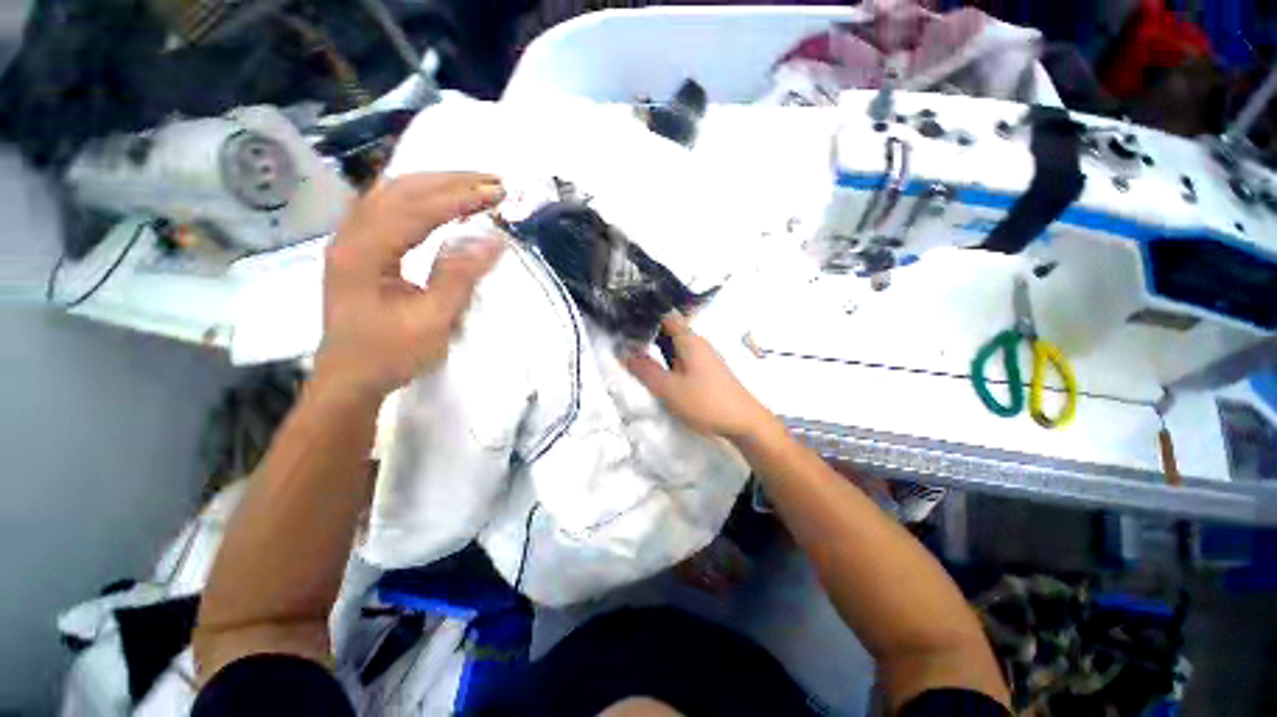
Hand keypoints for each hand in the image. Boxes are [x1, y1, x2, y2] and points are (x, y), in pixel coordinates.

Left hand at [314, 173, 504, 397]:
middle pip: (400, 189)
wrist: (349, 379)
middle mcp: (351, 236)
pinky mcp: (358, 249)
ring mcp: (351, 240)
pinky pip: (388, 207)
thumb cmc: (389, 355)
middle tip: (492, 181)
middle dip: (450, 180)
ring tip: (473, 185)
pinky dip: (419, 196)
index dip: (459, 197)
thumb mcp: (431, 322)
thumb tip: (493, 242)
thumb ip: (459, 278)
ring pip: (391, 193)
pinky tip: (438, 199)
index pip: (416, 209)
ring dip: (434, 183)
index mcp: (364, 252)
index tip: (496, 193)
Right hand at [624, 312, 779, 441]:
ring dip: (656, 350)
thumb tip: (625, 353)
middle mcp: (697, 343)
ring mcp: (703, 357)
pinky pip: (682, 359)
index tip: (624, 322)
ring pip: (674, 347)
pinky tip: (658, 373)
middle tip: (623, 342)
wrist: (744, 422)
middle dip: (647, 335)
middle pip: (668, 331)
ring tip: (634, 356)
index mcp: (689, 340)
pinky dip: (667, 362)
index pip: (664, 316)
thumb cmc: (706, 402)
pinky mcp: (707, 371)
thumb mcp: (670, 389)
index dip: (645, 316)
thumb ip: (646, 371)